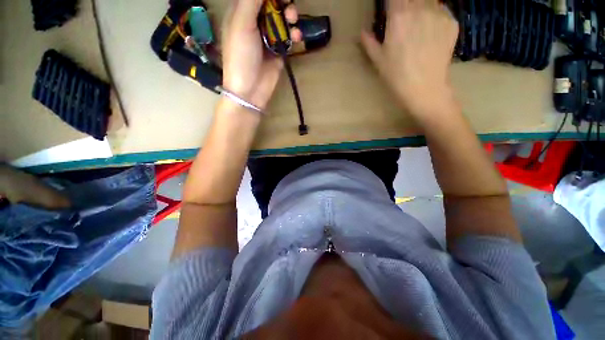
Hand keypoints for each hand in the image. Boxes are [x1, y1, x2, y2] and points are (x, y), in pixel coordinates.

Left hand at [222, 0, 300, 109]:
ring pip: (282, 19)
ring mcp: (268, 37)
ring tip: (293, 21)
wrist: (250, 90)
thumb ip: (252, 1)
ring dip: (290, 16)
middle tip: (288, 9)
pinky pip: (289, 37)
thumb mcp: (242, 24)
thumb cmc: (241, 56)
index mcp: (241, 12)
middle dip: (282, 3)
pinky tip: (296, 38)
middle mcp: (255, 22)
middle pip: (272, 4)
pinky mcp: (278, 51)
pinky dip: (294, 35)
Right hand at [361, 0, 458, 116]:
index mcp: (398, 16)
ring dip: (421, 7)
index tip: (390, 9)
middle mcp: (419, 8)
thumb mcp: (378, 61)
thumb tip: (363, 32)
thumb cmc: (396, 76)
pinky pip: (442, 10)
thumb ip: (369, 42)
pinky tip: (430, 32)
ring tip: (417, 24)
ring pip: (428, 1)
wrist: (424, 88)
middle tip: (404, 19)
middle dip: (406, 5)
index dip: (392, 3)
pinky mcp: (452, 22)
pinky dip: (435, 16)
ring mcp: (438, 13)